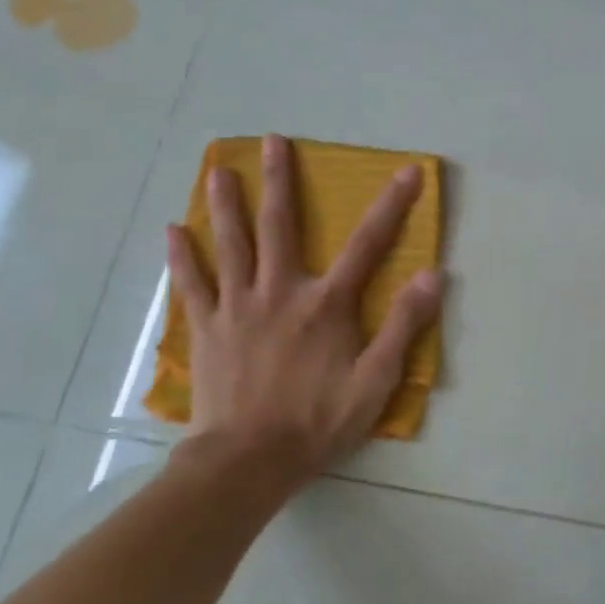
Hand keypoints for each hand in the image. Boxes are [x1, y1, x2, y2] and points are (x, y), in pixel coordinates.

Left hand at [164, 134, 440, 482]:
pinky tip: (172, 232)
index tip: (408, 170)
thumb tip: (432, 276)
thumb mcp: (376, 381)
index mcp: (326, 304)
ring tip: (218, 169)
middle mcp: (280, 292)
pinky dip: (183, 257)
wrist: (246, 462)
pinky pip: (193, 284)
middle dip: (280, 180)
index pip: (368, 244)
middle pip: (280, 226)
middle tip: (272, 141)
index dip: (391, 205)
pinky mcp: (208, 329)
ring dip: (226, 204)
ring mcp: (238, 307)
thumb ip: (403, 326)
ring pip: (231, 244)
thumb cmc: (317, 421)